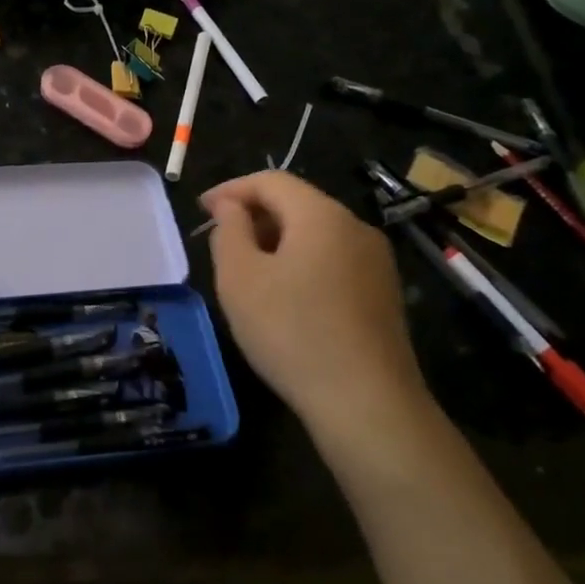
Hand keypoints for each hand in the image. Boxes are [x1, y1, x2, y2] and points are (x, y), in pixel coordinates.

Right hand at [201, 171, 430, 450]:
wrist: (366, 403)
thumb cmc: (291, 332)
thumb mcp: (239, 278)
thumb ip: (229, 230)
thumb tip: (232, 207)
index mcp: (322, 215)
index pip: (271, 180)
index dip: (231, 189)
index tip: (201, 210)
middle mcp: (356, 228)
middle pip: (297, 203)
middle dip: (254, 214)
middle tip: (220, 241)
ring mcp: (376, 262)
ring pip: (316, 233)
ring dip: (277, 240)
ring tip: (248, 270)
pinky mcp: (383, 294)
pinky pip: (333, 260)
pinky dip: (301, 262)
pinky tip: (285, 296)